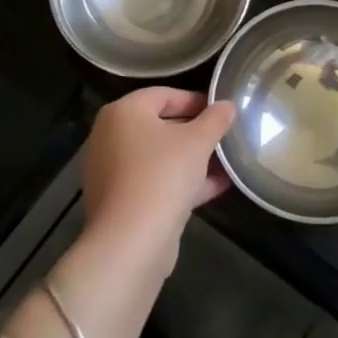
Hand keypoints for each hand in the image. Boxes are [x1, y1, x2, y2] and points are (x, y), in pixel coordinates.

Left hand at [81, 88, 235, 257]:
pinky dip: (182, 181)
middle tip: (225, 136)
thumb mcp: (198, 141)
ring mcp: (112, 172)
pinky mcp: (120, 202)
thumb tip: (228, 106)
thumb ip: (215, 119)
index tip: (223, 111)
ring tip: (227, 162)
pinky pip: (155, 182)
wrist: (131, 242)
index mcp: (123, 113)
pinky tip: (217, 187)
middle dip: (196, 132)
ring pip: (160, 157)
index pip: (164, 94)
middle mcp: (110, 137)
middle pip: (161, 126)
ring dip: (193, 159)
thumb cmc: (163, 175)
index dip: (197, 100)